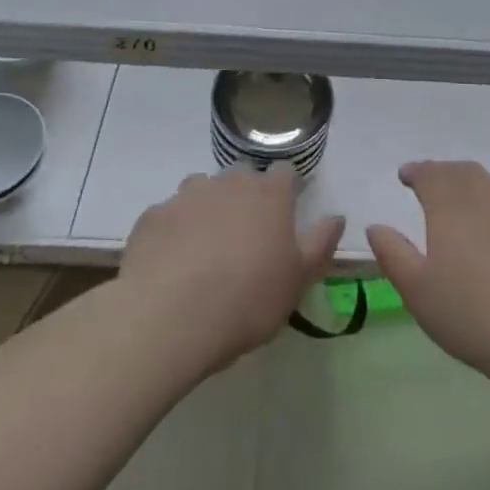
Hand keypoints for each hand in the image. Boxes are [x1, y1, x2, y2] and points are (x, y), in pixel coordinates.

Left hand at [120, 166, 344, 370]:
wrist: (168, 318)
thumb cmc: (247, 299)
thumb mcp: (298, 280)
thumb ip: (321, 243)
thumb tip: (336, 216)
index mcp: (269, 193)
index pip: (284, 172)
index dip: (286, 189)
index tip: (285, 213)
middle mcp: (229, 182)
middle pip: (242, 175)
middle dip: (246, 195)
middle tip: (246, 235)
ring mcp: (186, 195)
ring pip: (202, 189)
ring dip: (208, 208)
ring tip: (205, 247)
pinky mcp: (153, 216)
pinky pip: (169, 215)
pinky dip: (174, 230)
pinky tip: (171, 262)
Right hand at [366, 161, 489, 378]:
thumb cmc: (470, 311)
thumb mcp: (416, 289)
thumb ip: (393, 253)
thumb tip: (376, 227)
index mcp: (451, 201)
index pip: (430, 173)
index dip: (415, 172)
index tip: (405, 176)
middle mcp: (488, 194)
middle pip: (464, 172)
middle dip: (445, 175)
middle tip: (433, 185)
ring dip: (476, 189)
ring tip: (467, 206)